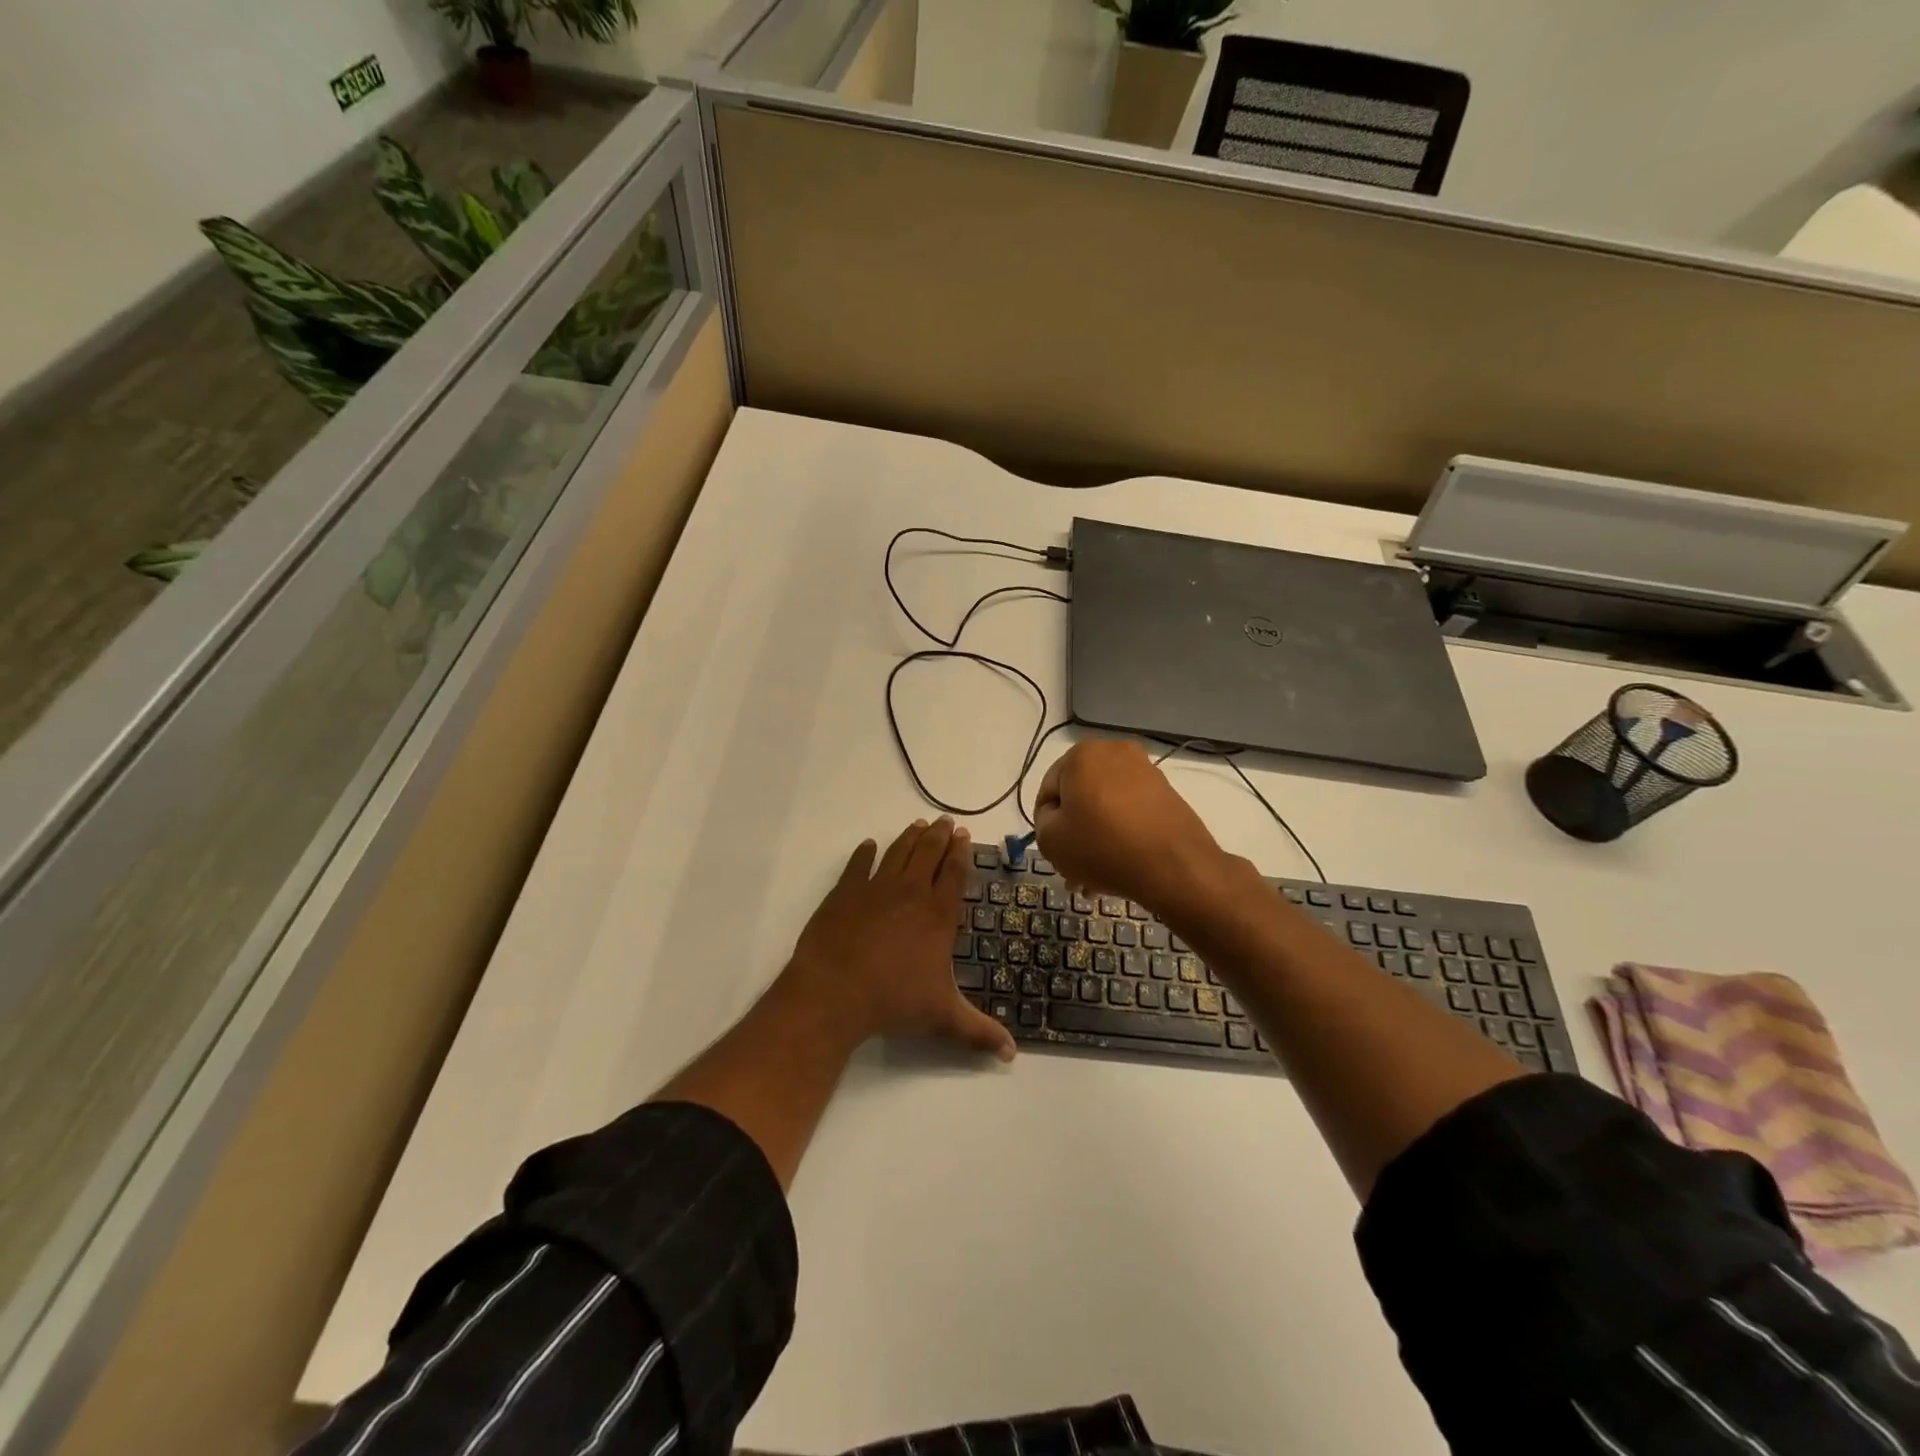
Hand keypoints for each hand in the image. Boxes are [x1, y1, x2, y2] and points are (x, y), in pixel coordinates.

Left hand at [787, 818, 1015, 1059]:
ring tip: (918, 824)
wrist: (835, 991)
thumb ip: (978, 1032)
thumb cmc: (893, 1001)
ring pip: (897, 852)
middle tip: (946, 821)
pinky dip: (863, 854)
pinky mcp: (844, 892)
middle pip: (928, 854)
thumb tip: (1011, 1055)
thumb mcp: (942, 1018)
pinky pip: (857, 865)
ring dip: (909, 837)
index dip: (961, 853)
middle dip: (939, 835)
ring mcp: (875, 888)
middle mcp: (910, 892)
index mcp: (937, 915)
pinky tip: (867, 846)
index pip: (954, 874)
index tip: (965, 835)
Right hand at [1033, 740, 1232, 913]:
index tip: (1056, 851)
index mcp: (1082, 754)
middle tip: (1074, 868)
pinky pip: (1130, 811)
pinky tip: (1120, 864)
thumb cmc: (1102, 847)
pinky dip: (1121, 833)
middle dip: (1074, 831)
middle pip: (1080, 796)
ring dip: (1097, 836)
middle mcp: (1114, 751)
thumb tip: (1058, 815)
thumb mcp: (1050, 840)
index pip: (1048, 790)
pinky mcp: (1166, 792)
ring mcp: (1145, 770)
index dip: (1046, 823)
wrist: (1174, 866)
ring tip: (1097, 876)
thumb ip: (1042, 821)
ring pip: (1105, 806)